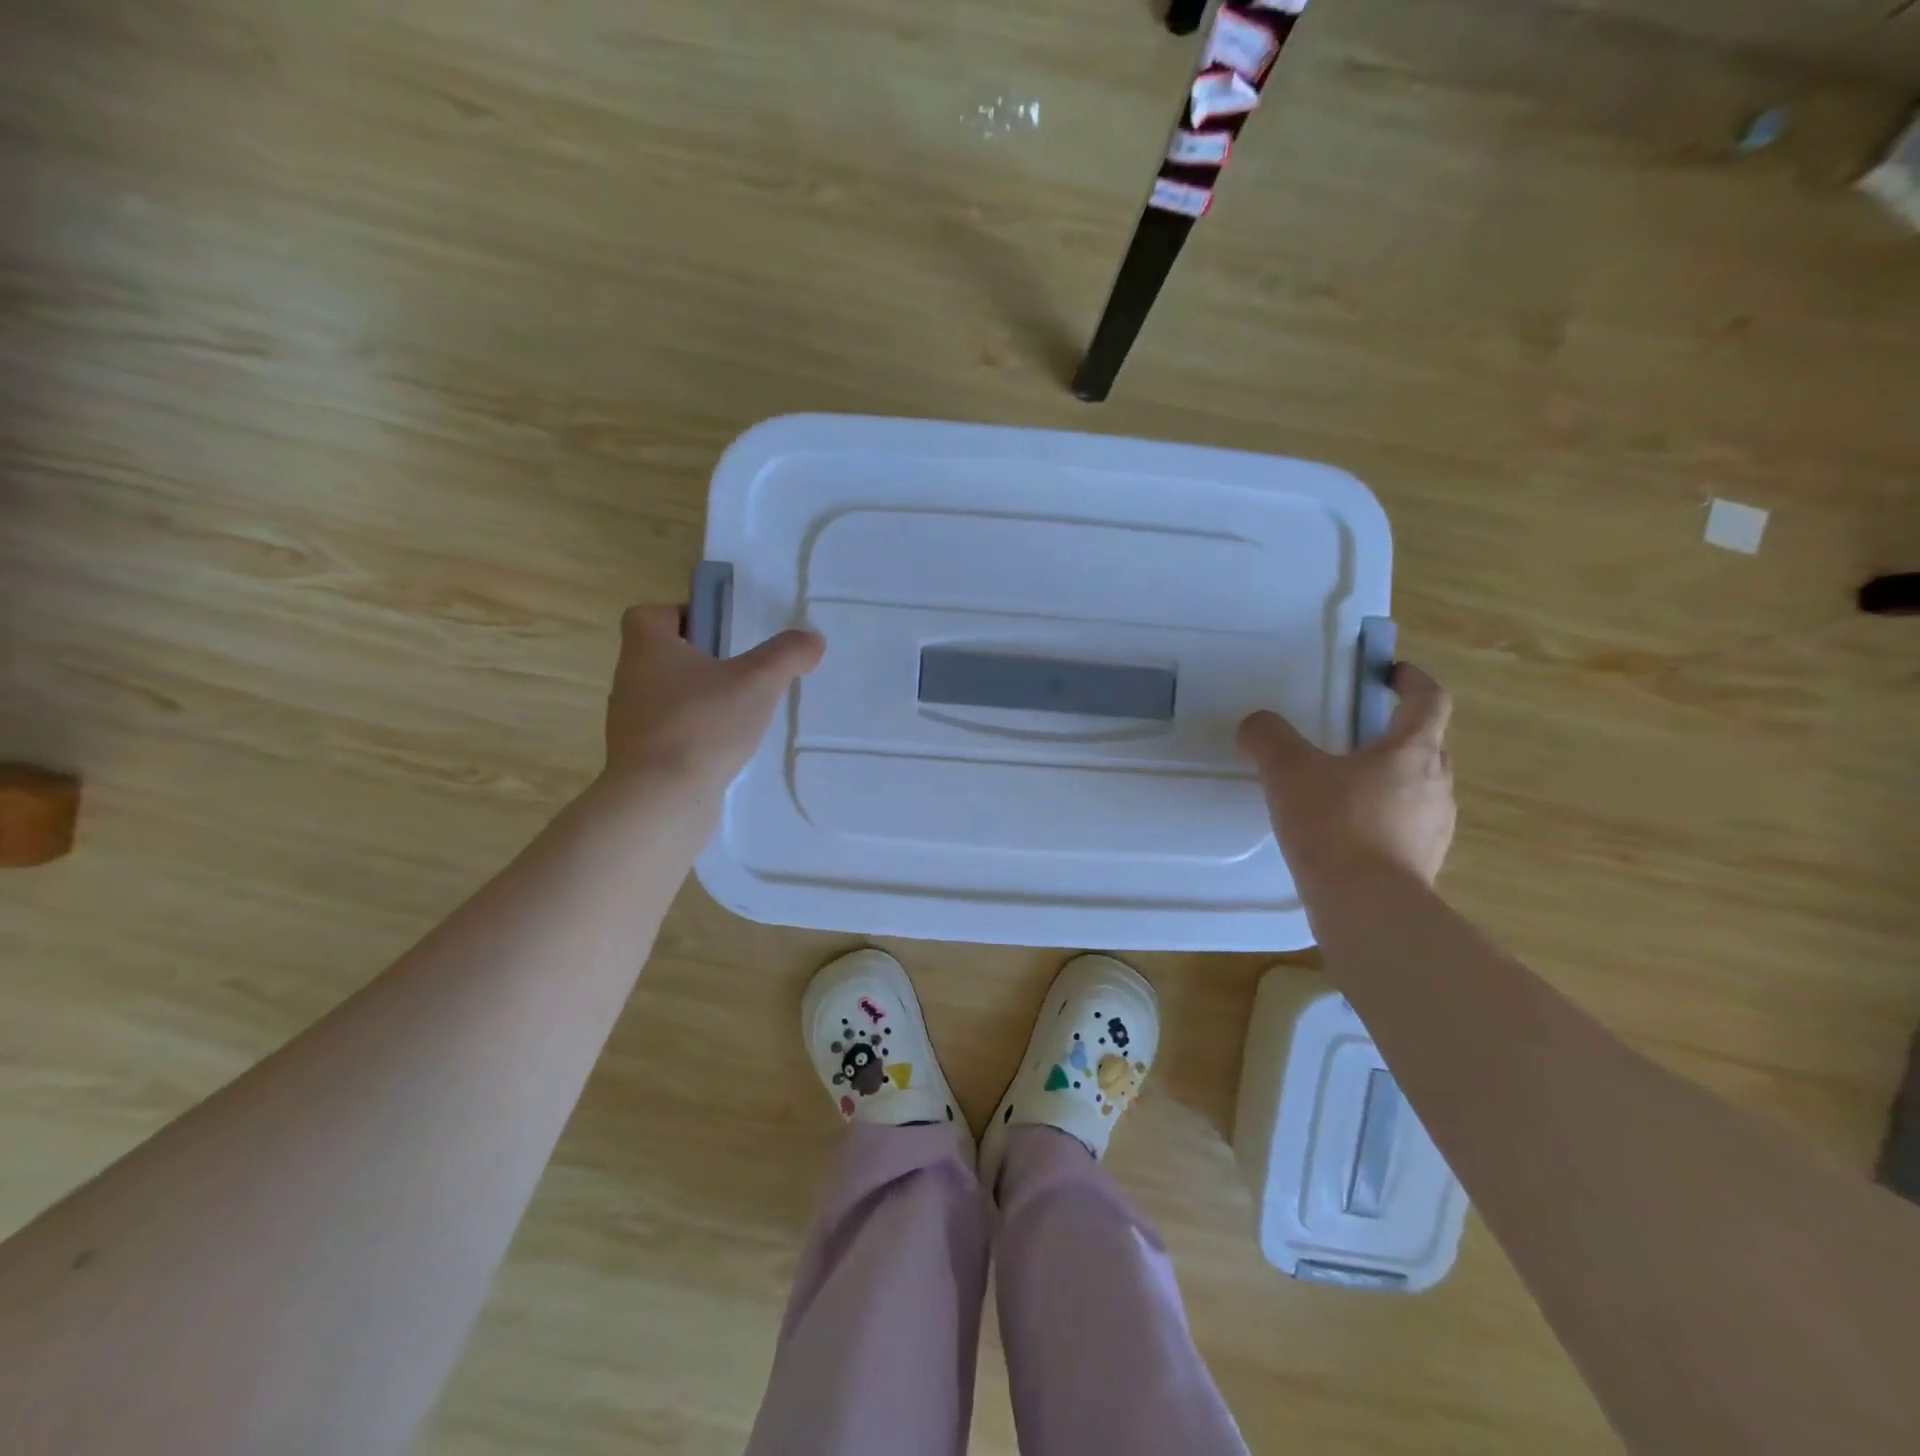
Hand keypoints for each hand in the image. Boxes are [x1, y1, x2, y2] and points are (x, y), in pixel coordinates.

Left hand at [602, 606, 824, 792]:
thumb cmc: (703, 726)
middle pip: (664, 657)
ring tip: (742, 714)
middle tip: (744, 672)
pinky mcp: (640, 760)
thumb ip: (788, 655)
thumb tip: (813, 638)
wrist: (660, 801)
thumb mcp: (758, 682)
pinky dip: (696, 737)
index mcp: (647, 648)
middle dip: (703, 661)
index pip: (651, 614)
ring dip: (701, 701)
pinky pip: (671, 735)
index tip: (721, 632)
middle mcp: (631, 680)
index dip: (684, 615)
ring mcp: (632, 724)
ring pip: (668, 698)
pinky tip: (728, 751)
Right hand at [1237, 662, 1455, 886]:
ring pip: (1419, 789)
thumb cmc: (1334, 826)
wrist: (1366, 908)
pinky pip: (1407, 828)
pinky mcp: (1424, 864)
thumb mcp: (1288, 771)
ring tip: (1344, 791)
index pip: (1430, 700)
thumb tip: (1256, 724)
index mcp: (1412, 751)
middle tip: (1355, 738)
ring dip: (1389, 781)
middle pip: (1427, 745)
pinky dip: (1383, 821)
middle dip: (1396, 735)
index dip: (1412, 680)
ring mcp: (1437, 828)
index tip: (1390, 674)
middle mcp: (1437, 784)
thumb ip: (1268, 738)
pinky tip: (1346, 836)